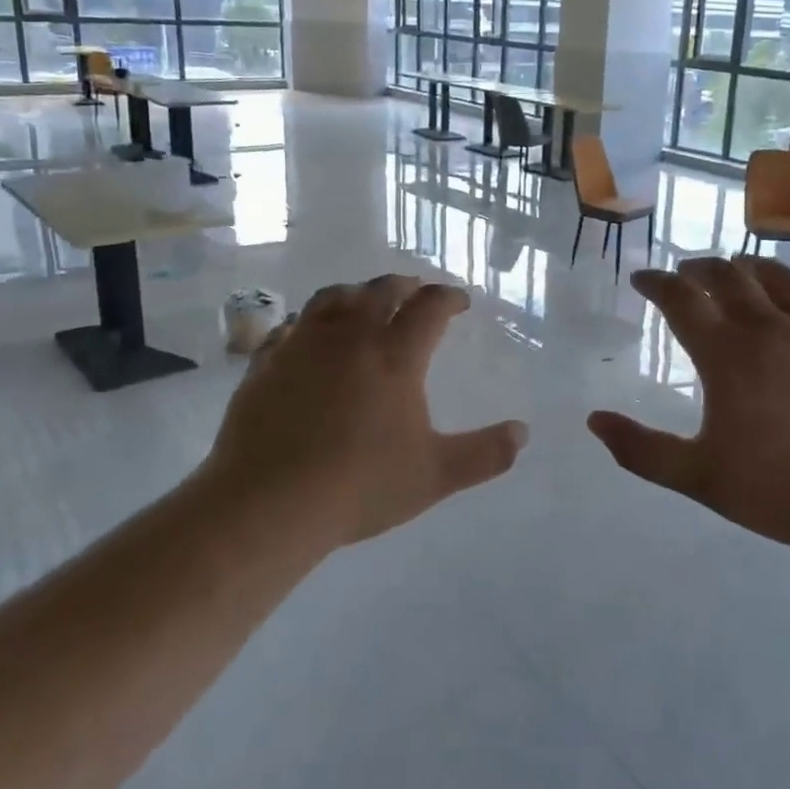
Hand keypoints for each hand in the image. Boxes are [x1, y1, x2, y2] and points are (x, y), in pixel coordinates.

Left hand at [199, 275, 527, 545]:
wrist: (269, 503)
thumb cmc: (360, 486)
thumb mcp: (435, 475)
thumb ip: (485, 453)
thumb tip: (523, 434)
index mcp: (396, 355)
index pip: (430, 307)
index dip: (449, 297)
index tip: (460, 301)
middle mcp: (350, 336)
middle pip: (381, 290)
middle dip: (405, 285)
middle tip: (415, 290)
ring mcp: (303, 345)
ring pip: (332, 298)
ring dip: (356, 292)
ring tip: (364, 300)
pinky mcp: (266, 362)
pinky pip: (291, 326)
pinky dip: (309, 322)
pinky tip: (309, 335)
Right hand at [588, 256, 789, 553]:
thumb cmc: (783, 490)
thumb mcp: (700, 478)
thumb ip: (642, 450)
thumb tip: (594, 422)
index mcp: (727, 354)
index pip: (681, 299)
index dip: (656, 283)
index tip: (641, 280)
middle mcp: (769, 327)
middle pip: (727, 275)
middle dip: (698, 268)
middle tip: (684, 273)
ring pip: (776, 276)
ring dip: (746, 266)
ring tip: (734, 268)